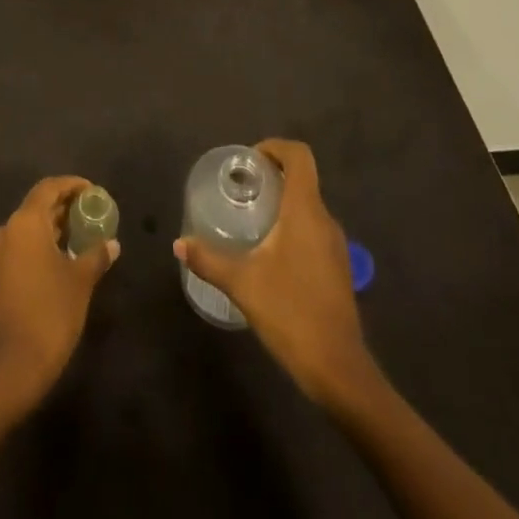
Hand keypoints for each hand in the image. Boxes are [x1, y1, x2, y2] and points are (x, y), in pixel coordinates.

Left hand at [0, 176, 119, 417]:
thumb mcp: (80, 283)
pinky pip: (16, 250)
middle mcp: (5, 231)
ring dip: (50, 230)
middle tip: (87, 215)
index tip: (91, 191)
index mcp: (25, 223)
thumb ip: (96, 256)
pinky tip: (55, 264)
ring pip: (25, 230)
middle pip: (35, 208)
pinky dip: (36, 248)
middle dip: (62, 208)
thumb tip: (112, 244)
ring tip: (76, 239)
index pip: (48, 189)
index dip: (71, 185)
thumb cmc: (49, 315)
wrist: (8, 370)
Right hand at [173, 139, 375, 405]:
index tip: (249, 161)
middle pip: (303, 179)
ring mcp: (336, 246)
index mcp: (305, 211)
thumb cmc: (290, 313)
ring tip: (251, 220)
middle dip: (273, 176)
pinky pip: (314, 230)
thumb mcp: (242, 283)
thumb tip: (179, 243)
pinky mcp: (338, 269)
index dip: (275, 147)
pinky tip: (270, 254)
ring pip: (308, 206)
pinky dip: (293, 227)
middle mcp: (325, 220)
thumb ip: (209, 259)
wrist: (339, 371)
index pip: (299, 156)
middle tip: (242, 190)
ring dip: (283, 203)